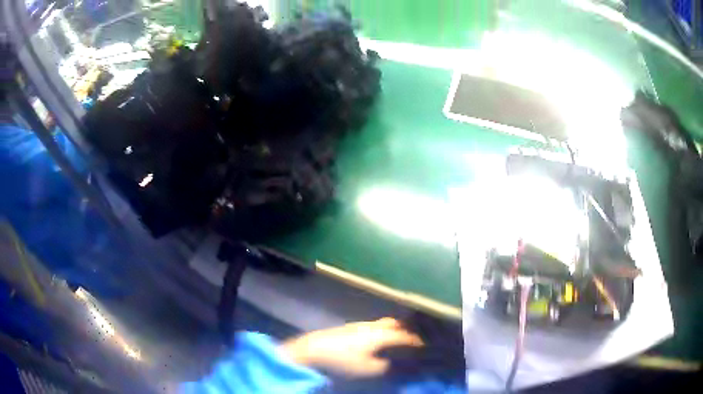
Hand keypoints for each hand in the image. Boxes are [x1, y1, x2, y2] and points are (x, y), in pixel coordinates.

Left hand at [280, 317, 423, 377]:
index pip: (406, 337)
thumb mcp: (370, 369)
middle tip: (415, 341)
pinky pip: (375, 326)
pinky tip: (378, 340)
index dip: (417, 342)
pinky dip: (383, 331)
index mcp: (382, 335)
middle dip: (408, 331)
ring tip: (399, 340)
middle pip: (397, 324)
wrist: (313, 349)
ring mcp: (361, 324)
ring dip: (395, 330)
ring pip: (385, 323)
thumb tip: (401, 363)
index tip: (426, 348)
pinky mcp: (350, 327)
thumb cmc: (344, 361)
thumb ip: (389, 366)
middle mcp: (374, 326)